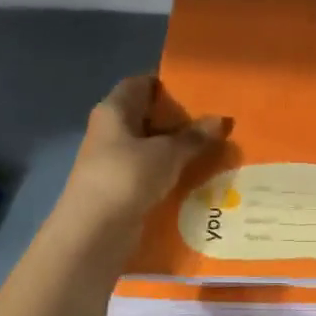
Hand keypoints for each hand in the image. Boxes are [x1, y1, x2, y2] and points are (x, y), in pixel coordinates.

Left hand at [59, 76, 227, 255]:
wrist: (95, 232)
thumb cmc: (127, 177)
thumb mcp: (167, 153)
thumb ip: (194, 136)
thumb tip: (221, 120)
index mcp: (114, 110)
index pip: (141, 83)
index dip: (168, 84)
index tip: (200, 91)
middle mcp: (110, 130)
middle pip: (148, 115)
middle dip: (179, 119)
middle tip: (215, 121)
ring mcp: (114, 160)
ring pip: (151, 146)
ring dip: (178, 148)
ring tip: (214, 148)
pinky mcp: (122, 187)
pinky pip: (151, 171)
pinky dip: (171, 171)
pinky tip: (197, 176)